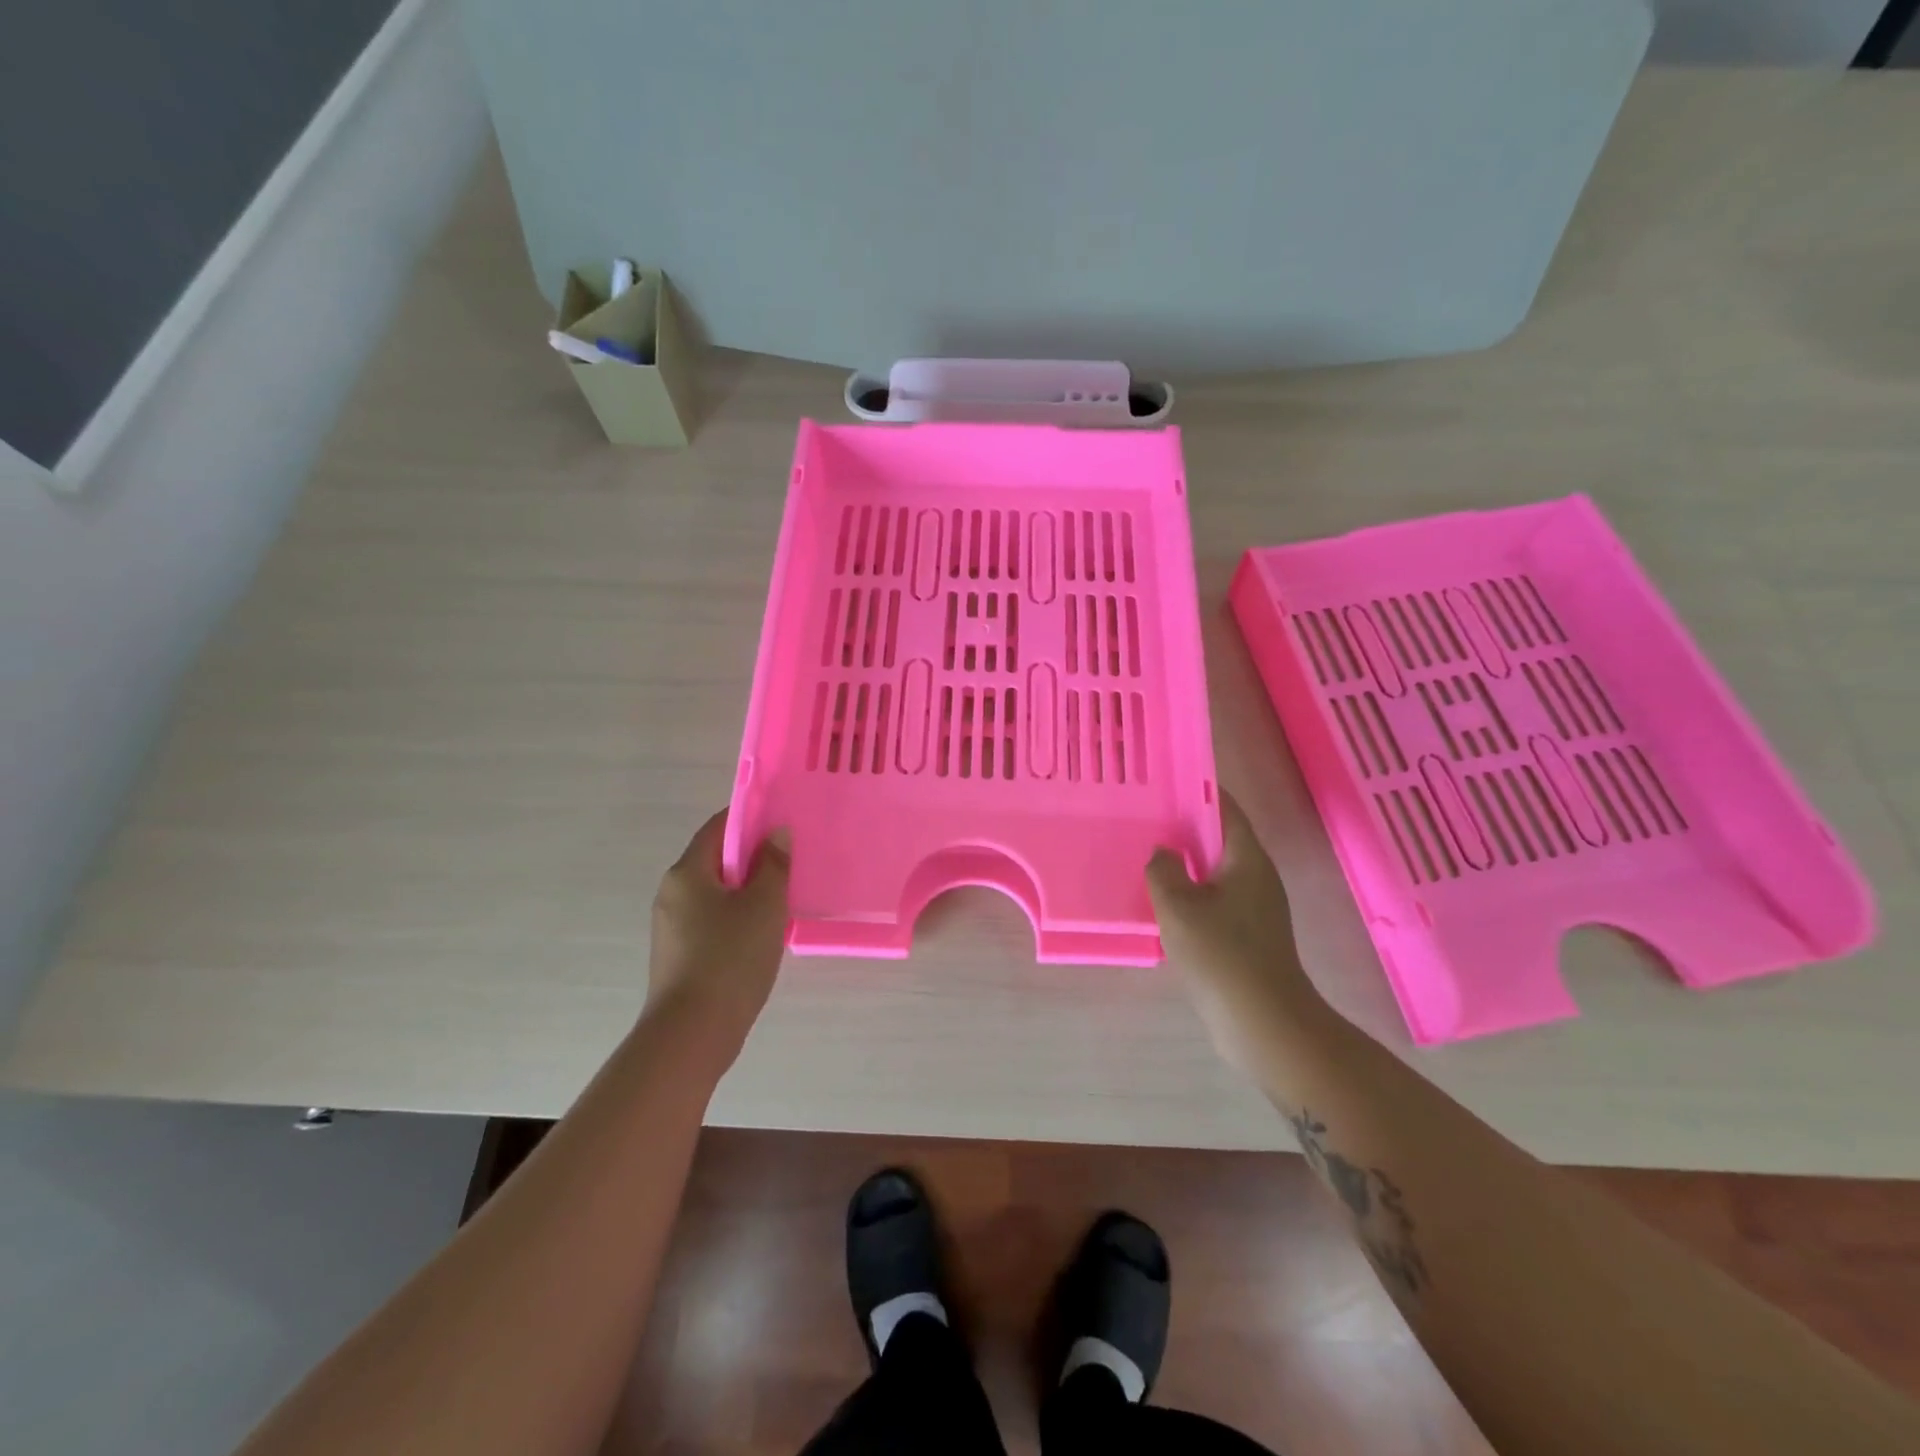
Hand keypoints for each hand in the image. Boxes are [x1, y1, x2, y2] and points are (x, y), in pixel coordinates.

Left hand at [644, 809, 790, 1067]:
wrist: (691, 1035)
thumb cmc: (730, 959)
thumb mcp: (764, 906)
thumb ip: (773, 865)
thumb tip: (776, 833)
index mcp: (687, 873)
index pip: (718, 827)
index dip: (750, 819)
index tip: (783, 820)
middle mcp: (672, 894)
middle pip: (716, 860)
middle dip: (753, 857)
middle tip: (792, 860)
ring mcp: (672, 927)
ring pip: (716, 894)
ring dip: (748, 890)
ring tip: (785, 897)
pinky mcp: (679, 956)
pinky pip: (712, 921)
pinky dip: (737, 918)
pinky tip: (764, 934)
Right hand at [1147, 791, 1324, 1073]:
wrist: (1262, 1021)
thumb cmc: (1221, 953)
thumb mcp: (1178, 905)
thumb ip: (1163, 869)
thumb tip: (1163, 852)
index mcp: (1248, 859)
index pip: (1226, 808)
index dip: (1199, 790)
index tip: (1166, 781)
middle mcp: (1257, 877)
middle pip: (1220, 839)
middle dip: (1186, 827)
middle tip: (1146, 818)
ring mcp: (1256, 908)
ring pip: (1215, 872)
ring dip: (1186, 863)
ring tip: (1147, 855)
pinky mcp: (1248, 936)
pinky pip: (1215, 900)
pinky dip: (1190, 893)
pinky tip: (1162, 901)